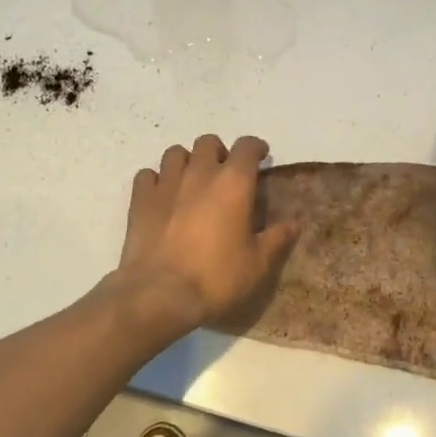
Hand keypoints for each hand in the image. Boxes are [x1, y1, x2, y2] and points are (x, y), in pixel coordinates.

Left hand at [116, 133, 297, 331]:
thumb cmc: (216, 278)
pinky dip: (156, 180)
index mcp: (233, 183)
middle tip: (223, 174)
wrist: (159, 294)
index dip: (255, 148)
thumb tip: (295, 223)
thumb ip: (277, 239)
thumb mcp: (258, 264)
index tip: (261, 157)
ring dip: (186, 161)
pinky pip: (147, 175)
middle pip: (208, 142)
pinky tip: (161, 197)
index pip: (247, 147)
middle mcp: (200, 173)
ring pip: (175, 153)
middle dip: (219, 152)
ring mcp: (166, 184)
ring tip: (191, 182)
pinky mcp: (140, 200)